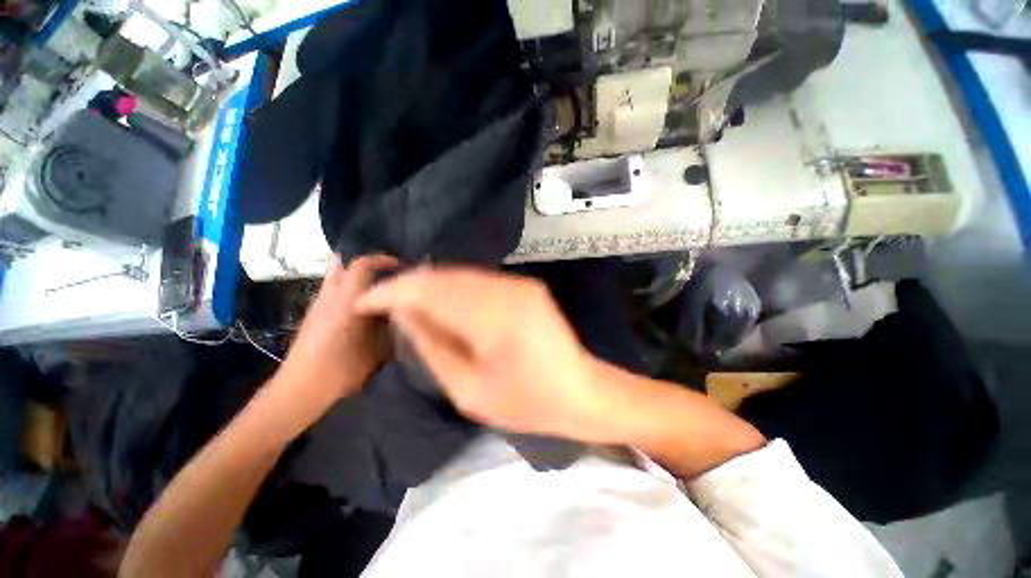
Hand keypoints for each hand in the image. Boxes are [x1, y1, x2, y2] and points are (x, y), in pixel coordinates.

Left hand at [275, 254, 397, 403]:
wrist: (302, 387)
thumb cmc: (344, 366)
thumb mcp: (377, 347)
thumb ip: (390, 325)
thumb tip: (403, 310)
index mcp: (348, 300)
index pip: (361, 265)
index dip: (382, 260)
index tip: (400, 265)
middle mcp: (331, 296)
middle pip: (343, 266)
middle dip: (367, 266)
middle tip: (389, 276)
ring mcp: (319, 305)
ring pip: (336, 279)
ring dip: (357, 279)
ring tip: (378, 292)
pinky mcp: (313, 316)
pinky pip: (332, 293)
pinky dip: (349, 292)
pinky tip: (362, 310)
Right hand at [356, 266, 613, 440]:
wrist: (581, 391)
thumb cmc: (527, 402)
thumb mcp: (468, 390)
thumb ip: (432, 346)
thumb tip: (403, 313)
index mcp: (493, 317)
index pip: (428, 289)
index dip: (391, 292)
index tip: (364, 302)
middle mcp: (507, 289)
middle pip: (443, 275)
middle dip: (408, 286)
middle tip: (381, 301)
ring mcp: (520, 284)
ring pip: (460, 274)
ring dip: (429, 285)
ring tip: (405, 303)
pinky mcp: (526, 286)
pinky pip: (479, 280)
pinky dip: (453, 287)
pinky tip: (440, 302)